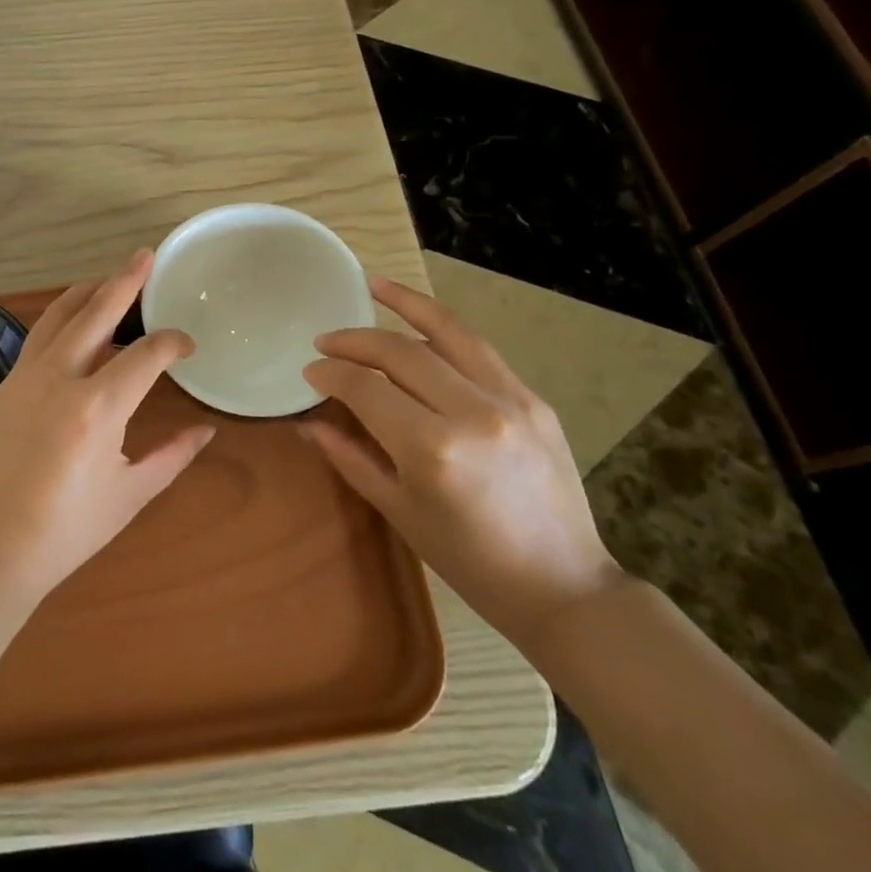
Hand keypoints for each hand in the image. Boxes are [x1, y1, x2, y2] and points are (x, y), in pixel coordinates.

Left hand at [0, 250, 215, 602]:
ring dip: (87, 292)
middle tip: (145, 256)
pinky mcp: (4, 386)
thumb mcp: (129, 495)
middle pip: (96, 311)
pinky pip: (38, 338)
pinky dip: (62, 320)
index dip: (172, 343)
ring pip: (58, 315)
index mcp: (97, 407)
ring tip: (110, 278)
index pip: (146, 354)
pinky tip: (75, 326)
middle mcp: (59, 378)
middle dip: (125, 280)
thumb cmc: (65, 532)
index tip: (187, 345)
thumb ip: (172, 455)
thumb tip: (207, 430)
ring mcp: (24, 377)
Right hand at [301, 275, 623, 647]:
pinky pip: (479, 350)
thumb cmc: (469, 561)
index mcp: (432, 450)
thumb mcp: (399, 511)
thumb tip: (308, 422)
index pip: (365, 389)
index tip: (310, 371)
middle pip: (401, 352)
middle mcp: (471, 412)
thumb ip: (350, 456)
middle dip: (355, 340)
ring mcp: (510, 400)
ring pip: (448, 332)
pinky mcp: (534, 399)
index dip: (331, 374)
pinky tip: (420, 320)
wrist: (562, 586)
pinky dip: (444, 328)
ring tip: (374, 285)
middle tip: (325, 340)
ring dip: (406, 303)